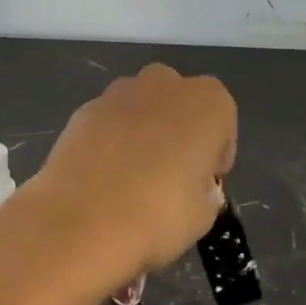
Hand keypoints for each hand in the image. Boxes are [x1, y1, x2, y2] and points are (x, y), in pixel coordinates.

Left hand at [24, 63, 237, 280]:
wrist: (82, 220)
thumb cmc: (159, 214)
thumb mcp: (204, 214)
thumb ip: (205, 190)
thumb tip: (192, 185)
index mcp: (207, 102)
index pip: (223, 122)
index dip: (216, 154)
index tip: (206, 183)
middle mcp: (165, 84)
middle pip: (180, 102)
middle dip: (179, 130)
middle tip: (172, 174)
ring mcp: (119, 93)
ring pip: (141, 107)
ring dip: (143, 131)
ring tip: (133, 177)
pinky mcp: (83, 110)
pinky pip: (108, 122)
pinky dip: (110, 141)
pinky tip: (103, 177)